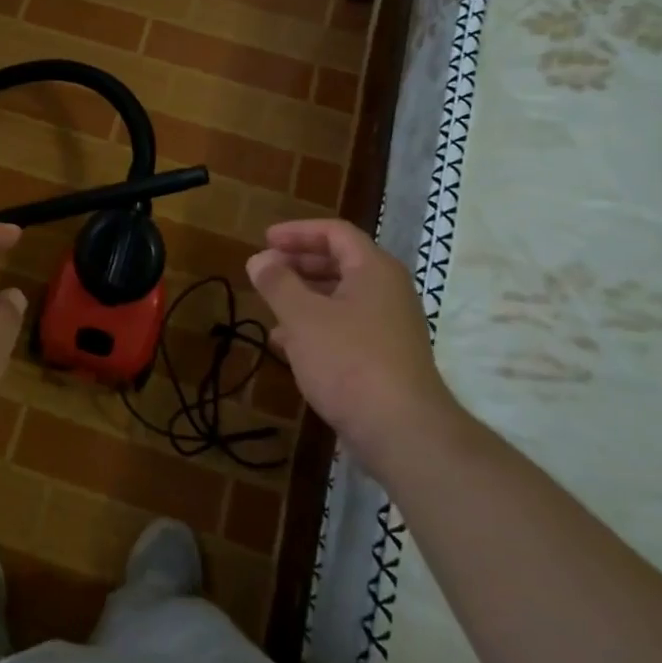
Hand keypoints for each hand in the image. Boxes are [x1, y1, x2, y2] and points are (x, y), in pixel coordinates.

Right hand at [246, 218, 462, 477]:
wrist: (401, 430)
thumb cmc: (349, 361)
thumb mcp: (302, 317)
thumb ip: (277, 282)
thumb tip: (260, 259)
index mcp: (374, 270)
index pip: (335, 233)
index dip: (298, 232)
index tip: (265, 240)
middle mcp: (387, 292)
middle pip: (340, 263)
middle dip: (299, 264)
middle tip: (265, 270)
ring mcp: (388, 326)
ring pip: (340, 298)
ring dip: (303, 296)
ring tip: (269, 306)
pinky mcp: (383, 358)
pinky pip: (344, 327)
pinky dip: (314, 326)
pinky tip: (285, 344)